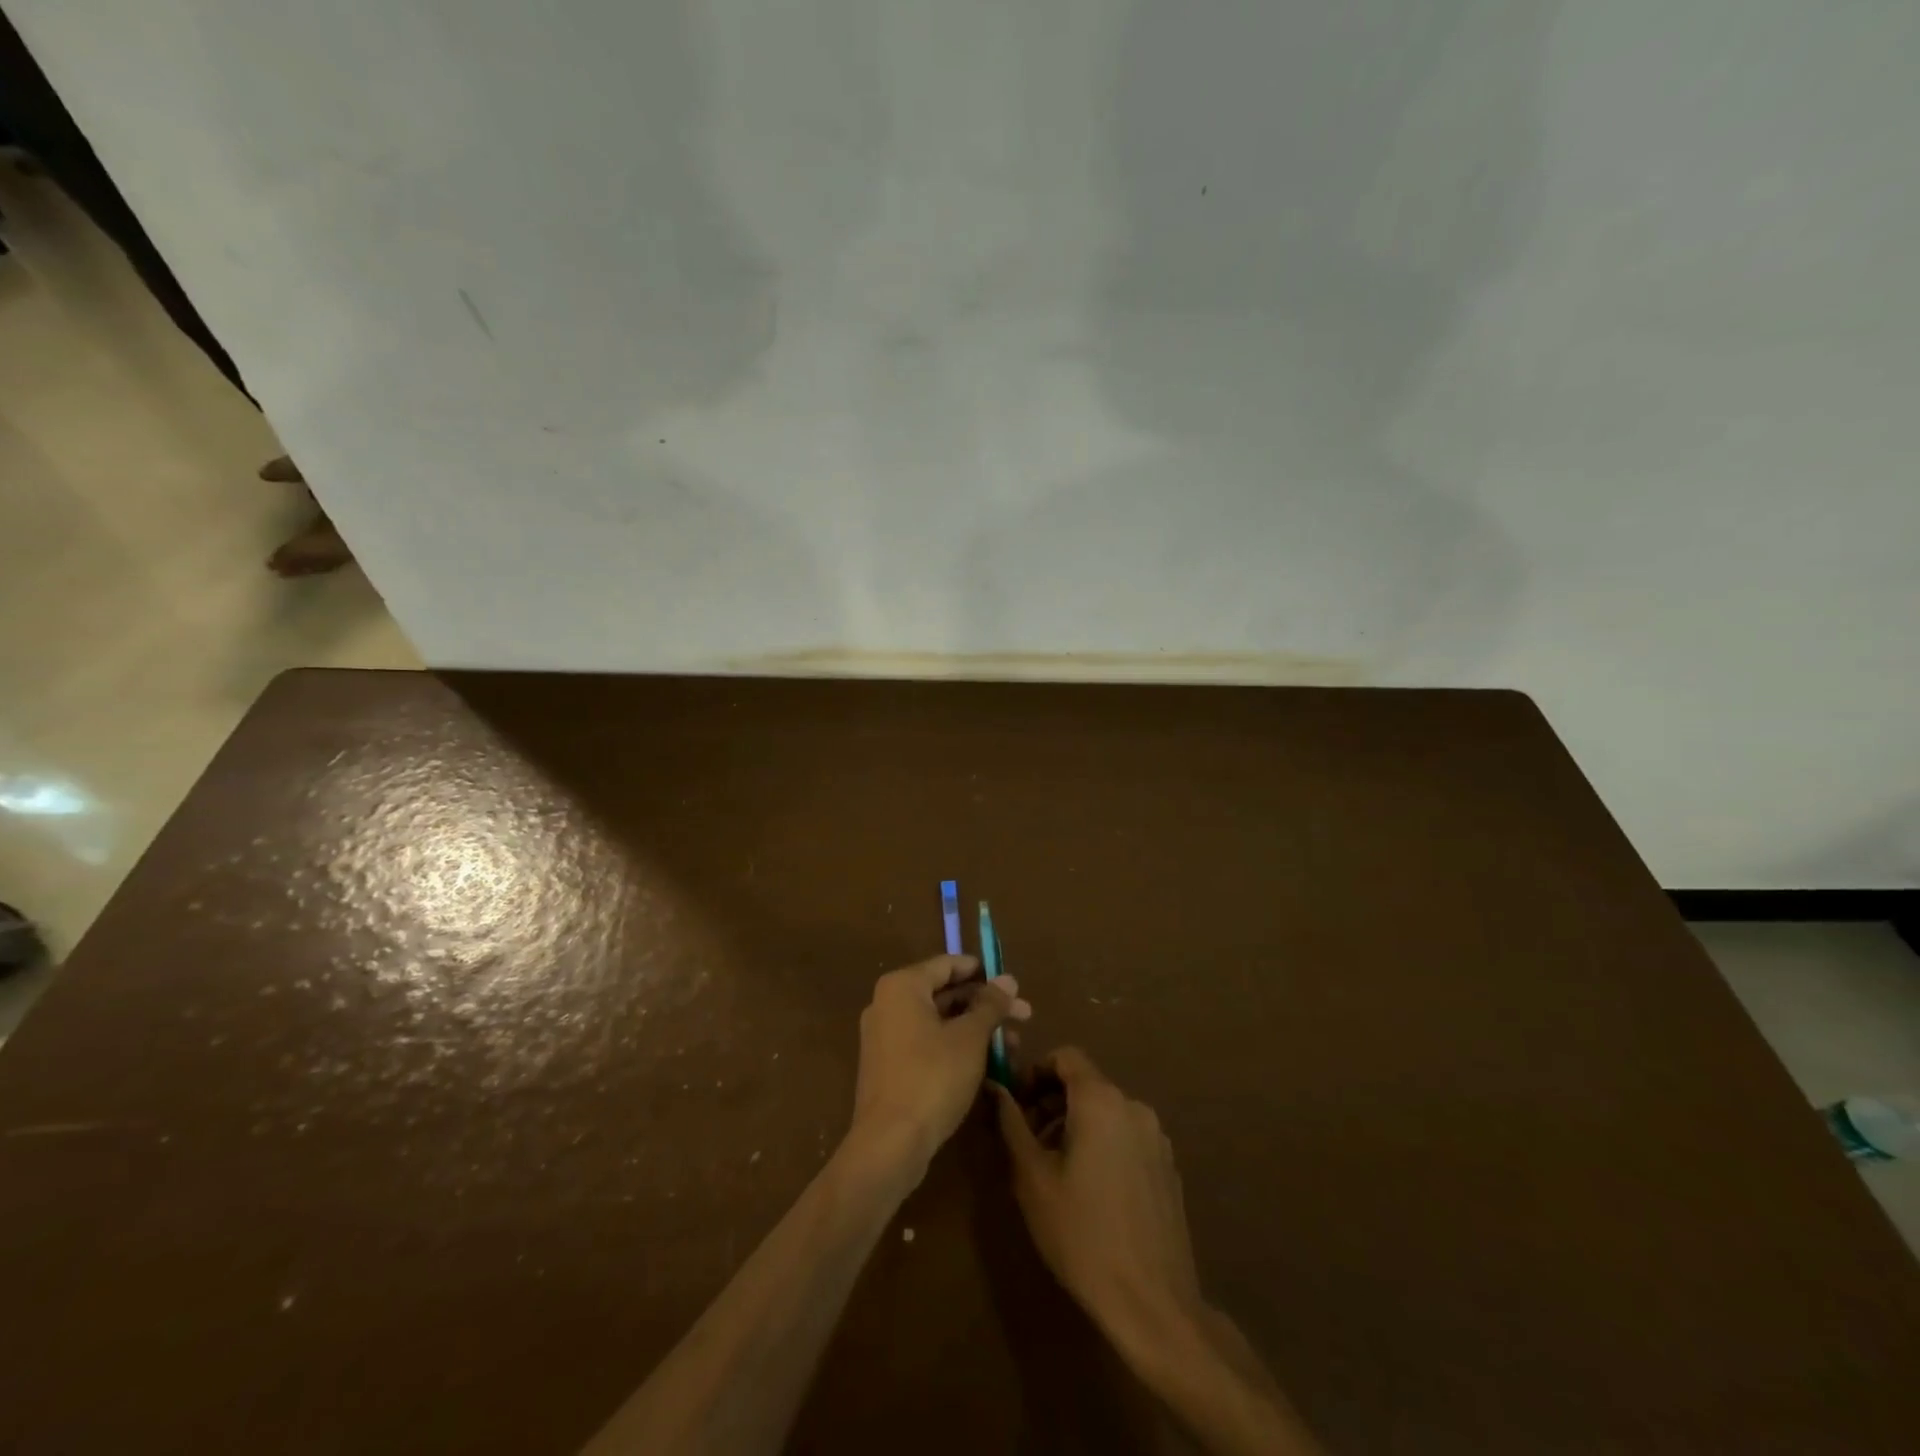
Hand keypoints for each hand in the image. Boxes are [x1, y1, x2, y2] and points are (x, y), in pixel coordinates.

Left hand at [851, 955, 1030, 1169]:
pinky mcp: (888, 1066)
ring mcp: (885, 1036)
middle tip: (1023, 1016)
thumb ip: (990, 1005)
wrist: (889, 1144)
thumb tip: (1008, 979)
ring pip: (938, 1021)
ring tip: (1012, 1045)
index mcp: (902, 986)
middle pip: (944, 993)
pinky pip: (927, 1043)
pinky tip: (986, 1063)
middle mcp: (888, 1003)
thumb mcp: (970, 1038)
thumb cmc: (932, 1077)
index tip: (1012, 984)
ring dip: (975, 1028)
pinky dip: (955, 1046)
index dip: (982, 971)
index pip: (947, 964)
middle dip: (985, 1004)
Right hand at [994, 1048, 1203, 1346]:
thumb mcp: (1032, 1177)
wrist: (1153, 1303)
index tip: (1016, 1102)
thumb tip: (994, 1087)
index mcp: (1101, 1100)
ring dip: (1075, 1125)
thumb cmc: (1082, 1234)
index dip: (1036, 1071)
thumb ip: (1011, 1123)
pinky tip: (1090, 1190)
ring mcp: (1156, 1138)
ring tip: (1053, 1169)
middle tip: (1026, 1141)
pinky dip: (1102, 1144)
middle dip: (1051, 1102)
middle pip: (1086, 1084)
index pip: (1066, 1057)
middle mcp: (1134, 1107)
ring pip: (1106, 1112)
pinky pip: (1126, 1136)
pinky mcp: (1168, 1167)